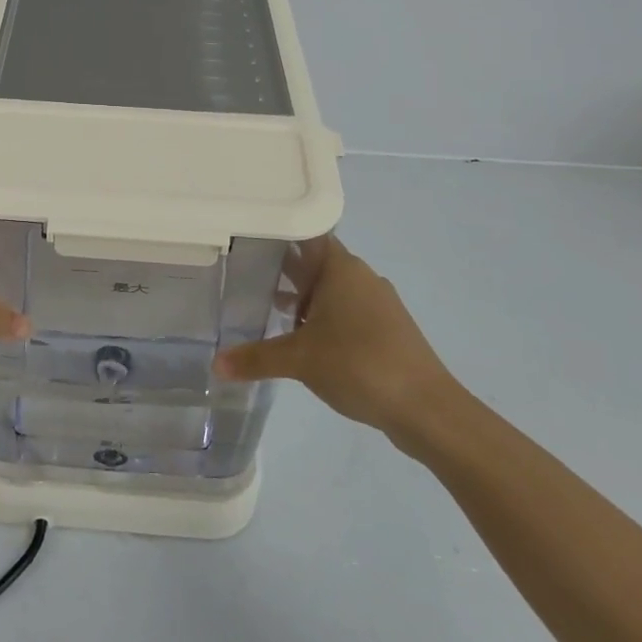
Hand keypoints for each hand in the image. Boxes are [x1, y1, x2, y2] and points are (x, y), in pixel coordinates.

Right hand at [212, 236, 465, 454]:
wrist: (427, 408)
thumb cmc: (359, 364)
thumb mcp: (299, 360)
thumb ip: (255, 358)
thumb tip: (215, 365)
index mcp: (341, 268)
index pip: (304, 234)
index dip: (276, 233)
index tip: (245, 235)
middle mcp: (360, 277)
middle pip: (314, 261)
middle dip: (281, 268)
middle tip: (242, 271)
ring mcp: (376, 303)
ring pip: (330, 288)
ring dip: (301, 295)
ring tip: (264, 305)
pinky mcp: (385, 329)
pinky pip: (344, 310)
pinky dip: (321, 316)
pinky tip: (300, 337)